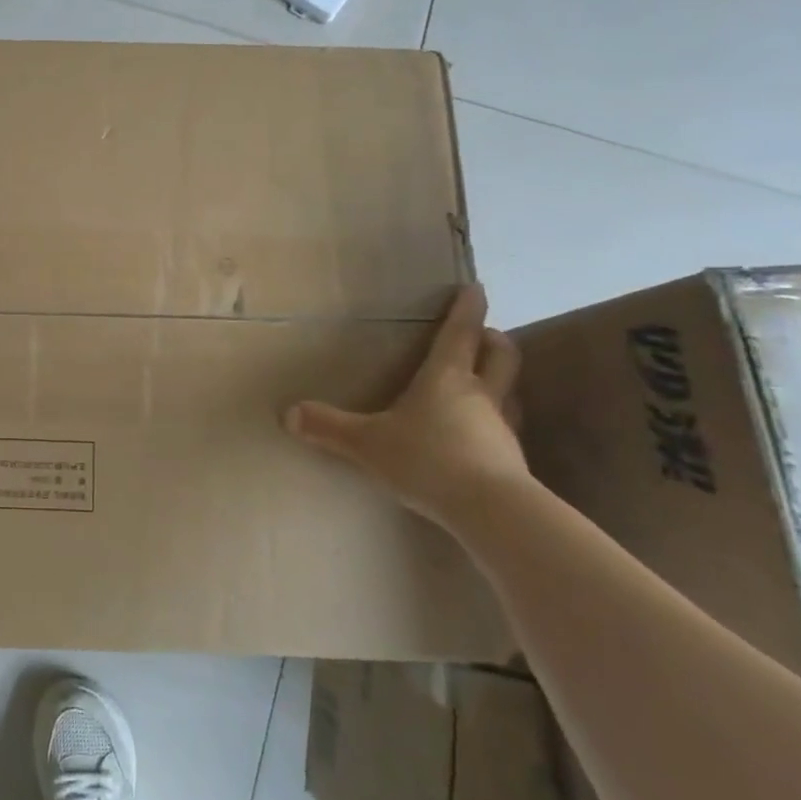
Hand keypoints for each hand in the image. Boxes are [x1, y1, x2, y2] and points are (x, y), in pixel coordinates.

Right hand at [284, 283, 527, 528]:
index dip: (467, 308)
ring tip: (482, 384)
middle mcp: (480, 394)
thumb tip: (288, 413)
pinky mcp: (512, 460)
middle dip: (493, 339)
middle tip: (483, 334)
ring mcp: (502, 427)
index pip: (460, 332)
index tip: (475, 288)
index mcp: (446, 378)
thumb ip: (329, 427)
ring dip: (499, 381)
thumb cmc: (428, 460)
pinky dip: (495, 423)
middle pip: (500, 354)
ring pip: (509, 391)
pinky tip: (479, 437)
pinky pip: (506, 429)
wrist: (491, 511)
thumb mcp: (367, 443)